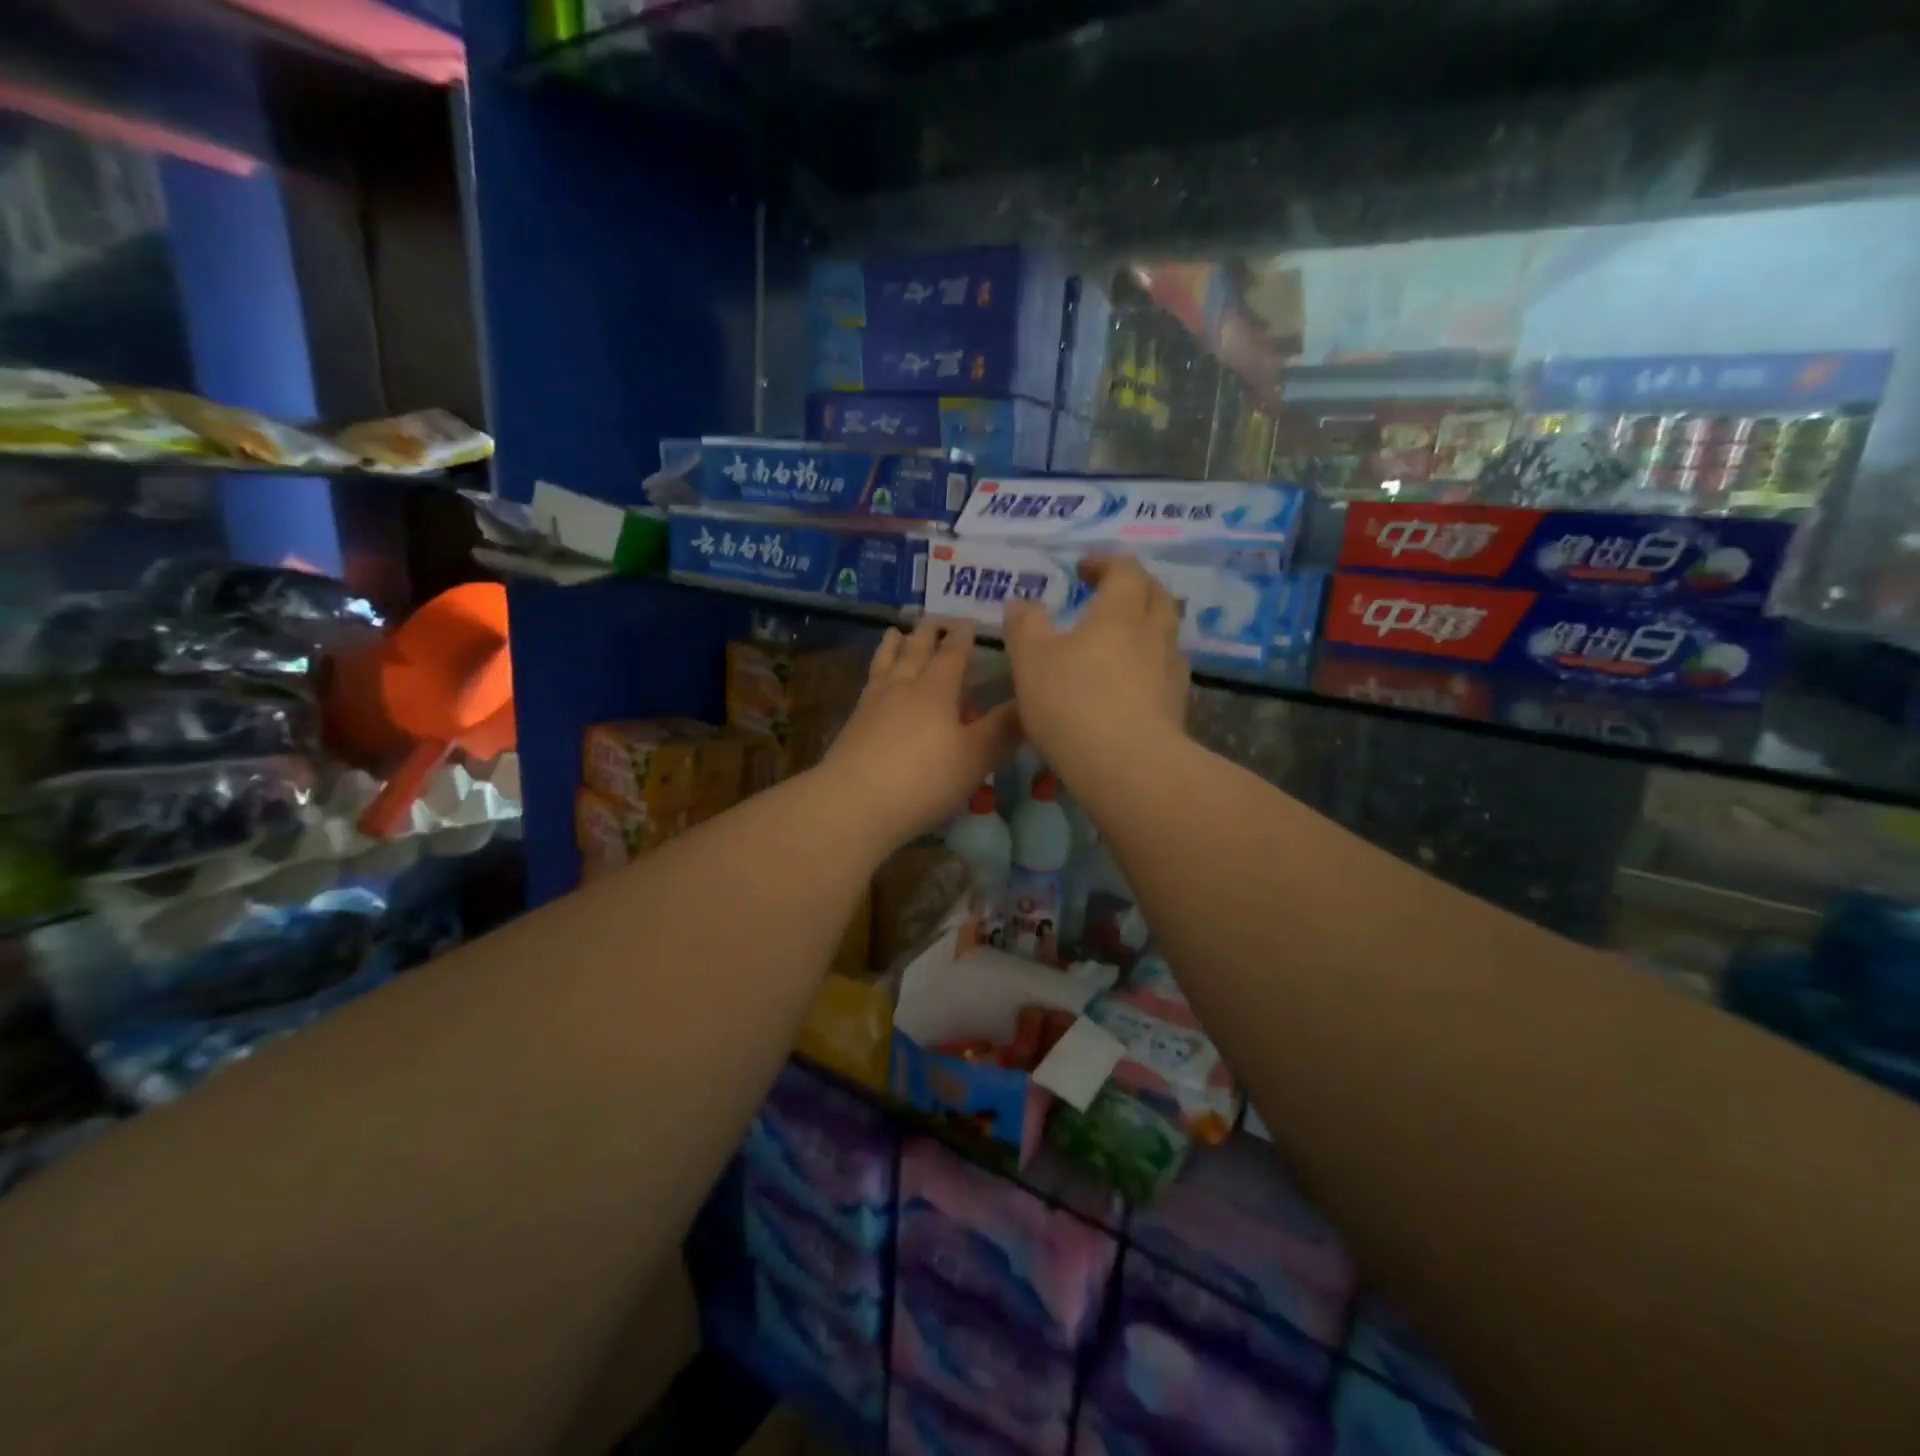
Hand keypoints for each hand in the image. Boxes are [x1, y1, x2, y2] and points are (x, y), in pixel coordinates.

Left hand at [817, 618, 1021, 849]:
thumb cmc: (924, 778)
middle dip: (926, 634)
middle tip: (931, 618)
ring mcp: (873, 704)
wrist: (854, 803)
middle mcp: (903, 687)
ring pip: (885, 664)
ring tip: (894, 632)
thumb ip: (1003, 729)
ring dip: (893, 645)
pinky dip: (875, 672)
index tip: (967, 621)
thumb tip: (1032, 701)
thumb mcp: (975, 757)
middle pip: (915, 651)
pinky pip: (868, 684)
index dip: (962, 637)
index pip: (952, 653)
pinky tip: (873, 682)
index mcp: (936, 689)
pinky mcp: (853, 724)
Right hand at [1002, 557, 1189, 792]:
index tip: (1082, 569)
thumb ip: (1025, 625)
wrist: (1127, 766)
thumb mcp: (1031, 659)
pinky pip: (1166, 670)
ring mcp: (1172, 670)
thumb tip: (1021, 603)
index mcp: (1121, 611)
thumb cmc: (1072, 701)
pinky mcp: (1177, 706)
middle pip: (1157, 595)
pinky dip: (1150, 664)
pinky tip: (1131, 682)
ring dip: (1146, 626)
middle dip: (1134, 588)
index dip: (1105, 563)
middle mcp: (1154, 633)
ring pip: (1166, 633)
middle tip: (1108, 595)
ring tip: (1120, 640)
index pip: (1125, 569)